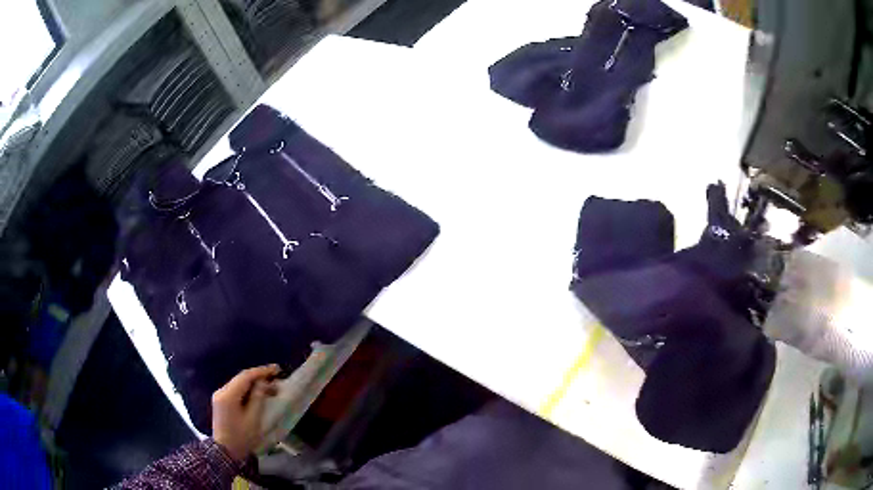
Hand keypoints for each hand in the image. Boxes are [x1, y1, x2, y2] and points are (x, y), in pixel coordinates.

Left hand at [212, 365, 279, 461]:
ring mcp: (220, 396)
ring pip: (239, 384)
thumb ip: (258, 398)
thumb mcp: (253, 418)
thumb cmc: (242, 436)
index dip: (262, 371)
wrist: (226, 451)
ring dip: (254, 383)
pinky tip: (258, 393)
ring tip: (270, 386)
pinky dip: (247, 390)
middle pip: (241, 378)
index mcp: (228, 395)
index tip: (277, 370)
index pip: (245, 376)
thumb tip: (263, 383)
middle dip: (258, 376)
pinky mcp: (221, 402)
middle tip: (275, 377)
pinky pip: (236, 390)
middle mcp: (221, 391)